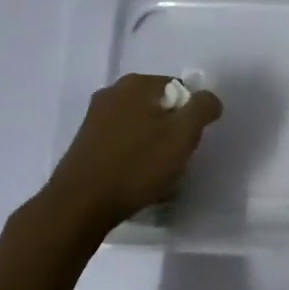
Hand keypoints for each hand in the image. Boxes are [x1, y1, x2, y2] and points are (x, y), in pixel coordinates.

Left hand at [45, 73, 223, 231]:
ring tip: (155, 175)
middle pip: (159, 107)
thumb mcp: (183, 135)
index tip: (188, 142)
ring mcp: (94, 118)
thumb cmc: (136, 165)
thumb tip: (209, 99)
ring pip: (140, 127)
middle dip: (171, 131)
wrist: (79, 206)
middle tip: (174, 159)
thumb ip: (202, 108)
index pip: (179, 88)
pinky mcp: (85, 143)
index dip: (190, 115)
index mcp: (136, 83)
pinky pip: (121, 143)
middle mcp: (112, 92)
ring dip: (152, 146)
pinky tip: (134, 180)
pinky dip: (132, 157)